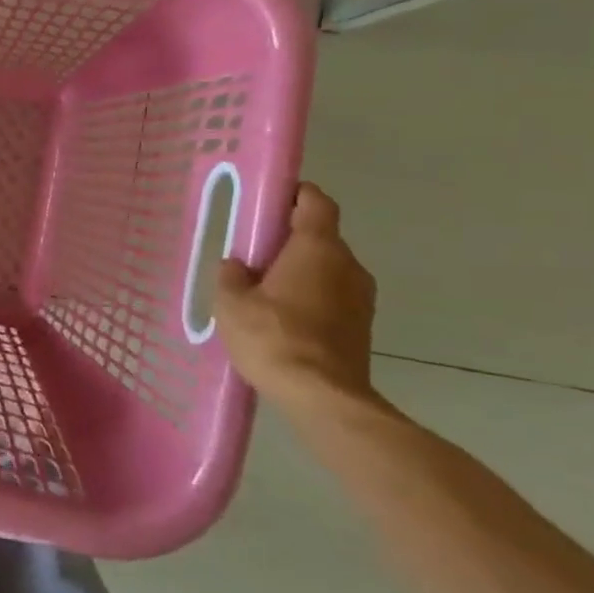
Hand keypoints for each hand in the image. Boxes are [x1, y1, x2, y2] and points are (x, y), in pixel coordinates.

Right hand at [214, 183, 378, 411]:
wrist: (322, 397)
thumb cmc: (273, 337)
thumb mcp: (232, 303)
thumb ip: (232, 275)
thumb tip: (237, 265)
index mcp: (318, 248)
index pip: (315, 202)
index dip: (295, 194)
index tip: (269, 201)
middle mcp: (348, 265)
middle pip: (321, 237)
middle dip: (290, 239)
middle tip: (254, 252)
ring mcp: (361, 298)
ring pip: (327, 269)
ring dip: (300, 272)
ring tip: (264, 290)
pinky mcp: (361, 326)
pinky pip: (333, 297)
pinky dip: (311, 298)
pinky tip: (282, 319)